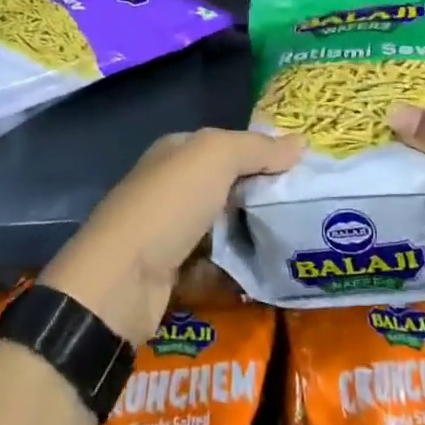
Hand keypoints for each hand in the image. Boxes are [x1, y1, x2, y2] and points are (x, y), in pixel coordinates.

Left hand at [41, 128, 301, 343]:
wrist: (121, 282)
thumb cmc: (169, 206)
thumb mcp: (215, 158)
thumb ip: (258, 148)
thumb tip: (301, 142)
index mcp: (177, 152)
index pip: (228, 145)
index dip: (262, 153)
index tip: (301, 170)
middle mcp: (171, 187)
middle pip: (228, 187)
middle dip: (262, 197)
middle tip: (304, 210)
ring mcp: (169, 232)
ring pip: (223, 229)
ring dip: (252, 237)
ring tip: (294, 244)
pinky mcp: (172, 273)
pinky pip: (214, 267)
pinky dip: (235, 272)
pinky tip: (266, 275)